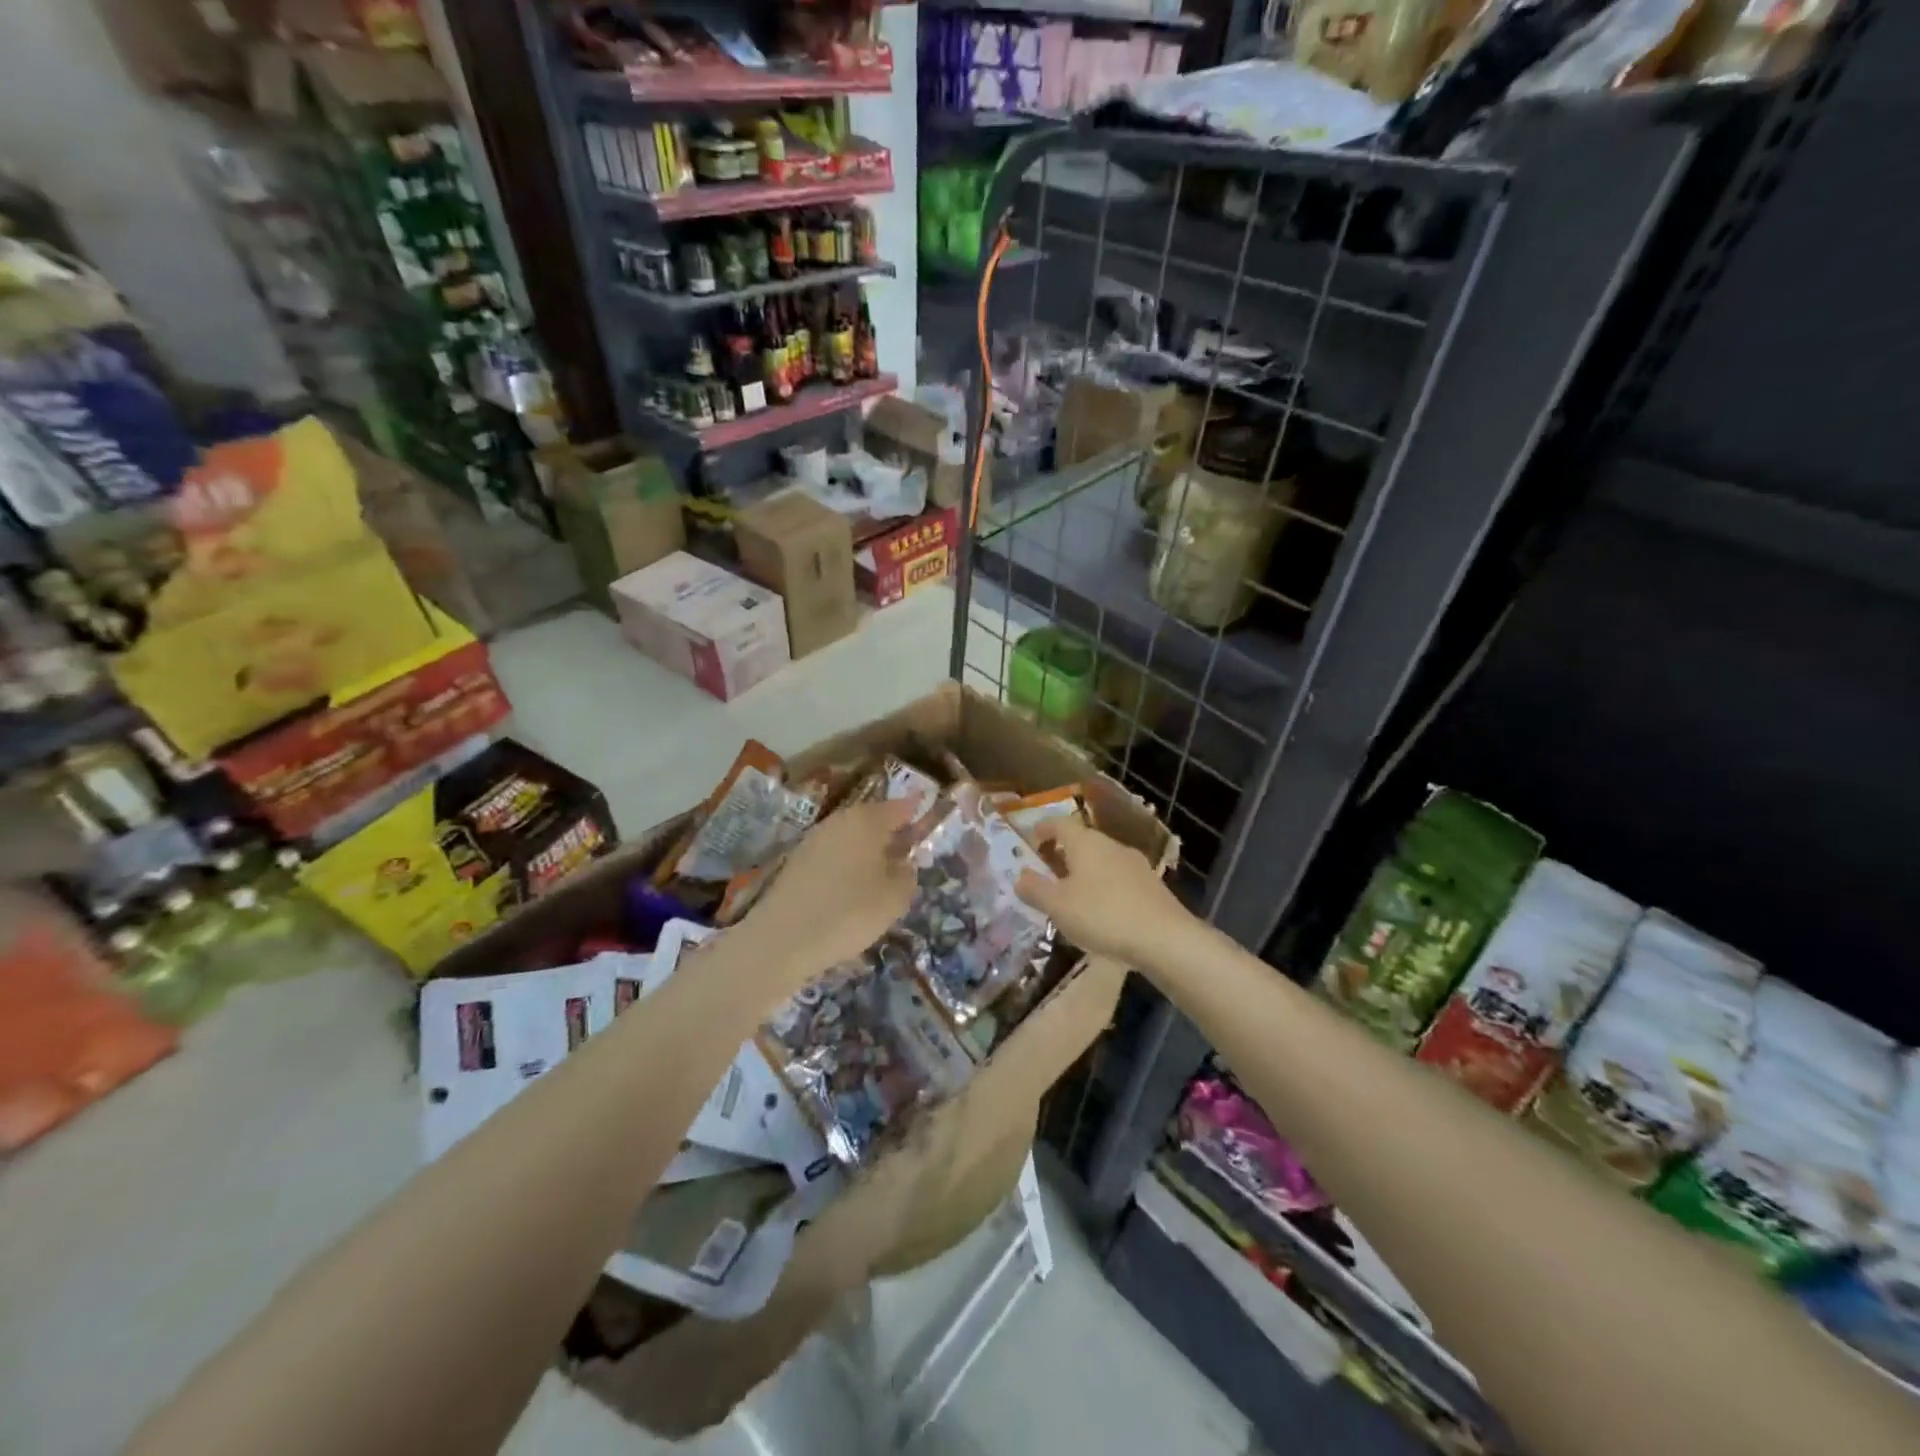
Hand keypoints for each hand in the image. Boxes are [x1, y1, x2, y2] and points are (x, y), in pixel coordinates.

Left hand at [735, 799, 917, 995]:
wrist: (781, 939)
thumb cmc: (848, 912)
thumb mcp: (894, 898)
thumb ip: (907, 875)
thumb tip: (904, 863)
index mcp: (867, 820)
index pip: (901, 807)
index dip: (917, 813)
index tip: (928, 819)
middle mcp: (840, 821)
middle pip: (873, 820)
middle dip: (891, 834)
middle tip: (908, 855)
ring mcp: (814, 840)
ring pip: (851, 838)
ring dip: (868, 852)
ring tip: (882, 878)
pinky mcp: (797, 862)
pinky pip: (833, 856)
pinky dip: (847, 866)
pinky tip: (851, 891)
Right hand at [1015, 817, 1188, 966]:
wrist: (1165, 938)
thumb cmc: (1102, 915)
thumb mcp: (1058, 906)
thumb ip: (1035, 889)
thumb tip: (1020, 876)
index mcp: (1085, 843)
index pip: (1060, 823)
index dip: (1043, 828)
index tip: (1032, 838)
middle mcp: (1111, 845)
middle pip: (1082, 840)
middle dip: (1063, 852)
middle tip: (1047, 870)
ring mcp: (1135, 863)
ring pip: (1102, 859)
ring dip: (1084, 870)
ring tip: (1072, 893)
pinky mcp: (1151, 884)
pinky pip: (1118, 877)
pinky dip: (1103, 885)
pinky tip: (1101, 909)